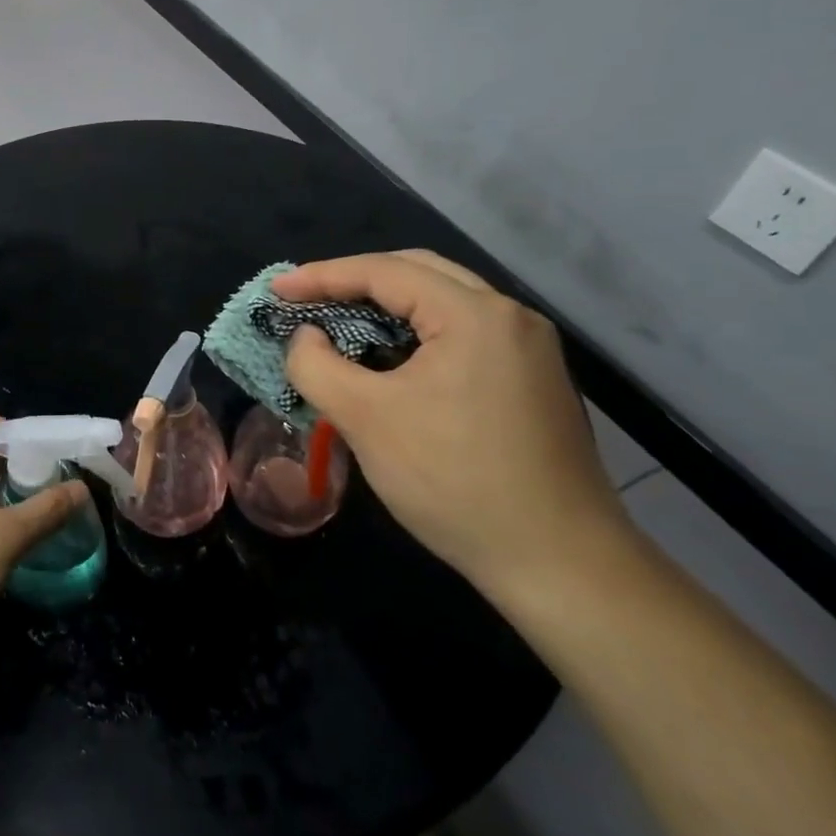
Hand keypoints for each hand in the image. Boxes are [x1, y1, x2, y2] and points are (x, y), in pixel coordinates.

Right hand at [277, 250, 627, 591]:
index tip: (277, 290)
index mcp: (474, 315)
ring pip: (443, 304)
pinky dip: (416, 335)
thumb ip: (317, 366)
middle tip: (307, 300)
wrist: (559, 563)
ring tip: (339, 325)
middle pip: (419, 274)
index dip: (322, 276)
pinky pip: (462, 335)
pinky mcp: (532, 381)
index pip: (385, 272)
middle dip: (356, 282)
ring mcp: (529, 349)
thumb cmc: (454, 481)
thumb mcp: (365, 420)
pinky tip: (390, 361)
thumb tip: (306, 337)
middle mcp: (510, 317)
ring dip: (387, 308)